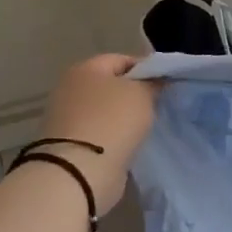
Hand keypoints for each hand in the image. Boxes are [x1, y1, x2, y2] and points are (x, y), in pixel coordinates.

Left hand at [35, 54, 156, 210]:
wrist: (80, 171)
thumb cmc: (113, 121)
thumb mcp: (142, 94)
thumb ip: (152, 82)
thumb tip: (155, 80)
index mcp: (86, 68)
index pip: (123, 60)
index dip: (147, 69)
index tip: (165, 84)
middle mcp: (71, 88)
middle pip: (111, 85)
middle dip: (134, 94)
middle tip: (157, 105)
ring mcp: (67, 118)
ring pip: (105, 110)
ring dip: (123, 117)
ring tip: (145, 127)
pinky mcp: (69, 144)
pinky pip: (99, 132)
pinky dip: (113, 136)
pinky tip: (129, 143)